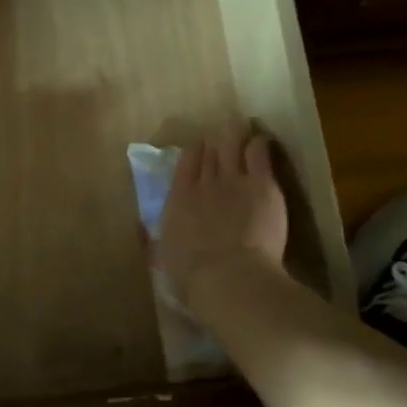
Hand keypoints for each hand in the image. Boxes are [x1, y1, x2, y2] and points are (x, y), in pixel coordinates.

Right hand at [158, 126, 288, 306]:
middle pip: (210, 151)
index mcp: (178, 199)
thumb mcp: (165, 259)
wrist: (229, 277)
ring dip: (235, 136)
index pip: (185, 164)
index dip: (194, 154)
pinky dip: (259, 145)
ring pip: (232, 143)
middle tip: (223, 138)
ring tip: (241, 130)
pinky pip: (259, 152)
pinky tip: (262, 143)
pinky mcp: (261, 183)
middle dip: (216, 142)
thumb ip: (158, 241)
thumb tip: (143, 235)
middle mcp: (202, 182)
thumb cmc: (193, 277)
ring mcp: (232, 179)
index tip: (200, 149)